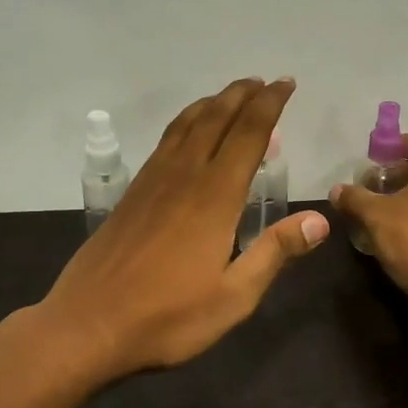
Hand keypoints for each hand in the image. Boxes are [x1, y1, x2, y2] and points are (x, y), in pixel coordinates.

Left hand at [39, 78, 330, 377]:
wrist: (88, 324)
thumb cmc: (168, 317)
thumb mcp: (234, 296)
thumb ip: (275, 253)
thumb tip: (319, 220)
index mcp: (215, 197)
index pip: (248, 134)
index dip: (270, 105)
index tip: (286, 85)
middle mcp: (184, 176)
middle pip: (216, 119)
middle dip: (243, 95)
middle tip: (264, 82)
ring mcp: (152, 182)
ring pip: (186, 125)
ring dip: (212, 103)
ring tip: (231, 95)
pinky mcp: (131, 194)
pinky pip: (165, 142)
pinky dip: (185, 123)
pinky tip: (188, 133)